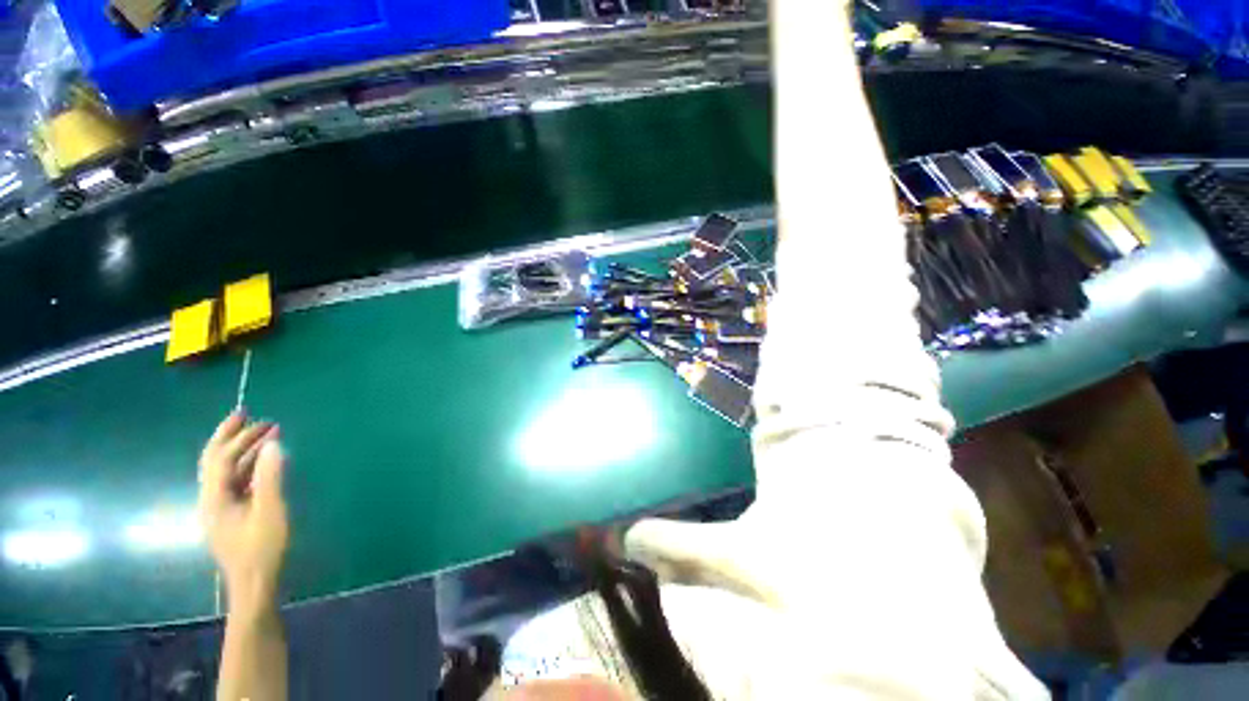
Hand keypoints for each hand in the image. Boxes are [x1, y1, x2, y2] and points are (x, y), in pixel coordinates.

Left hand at [199, 412, 288, 615]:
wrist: (256, 584)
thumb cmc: (263, 548)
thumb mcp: (271, 511)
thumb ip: (270, 476)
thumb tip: (272, 443)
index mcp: (214, 498)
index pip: (221, 458)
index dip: (236, 436)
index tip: (253, 416)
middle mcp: (211, 499)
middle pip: (214, 461)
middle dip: (231, 437)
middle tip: (251, 417)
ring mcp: (221, 508)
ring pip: (226, 471)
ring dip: (243, 450)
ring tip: (266, 435)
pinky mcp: (232, 514)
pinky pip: (236, 481)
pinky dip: (249, 465)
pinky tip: (265, 461)